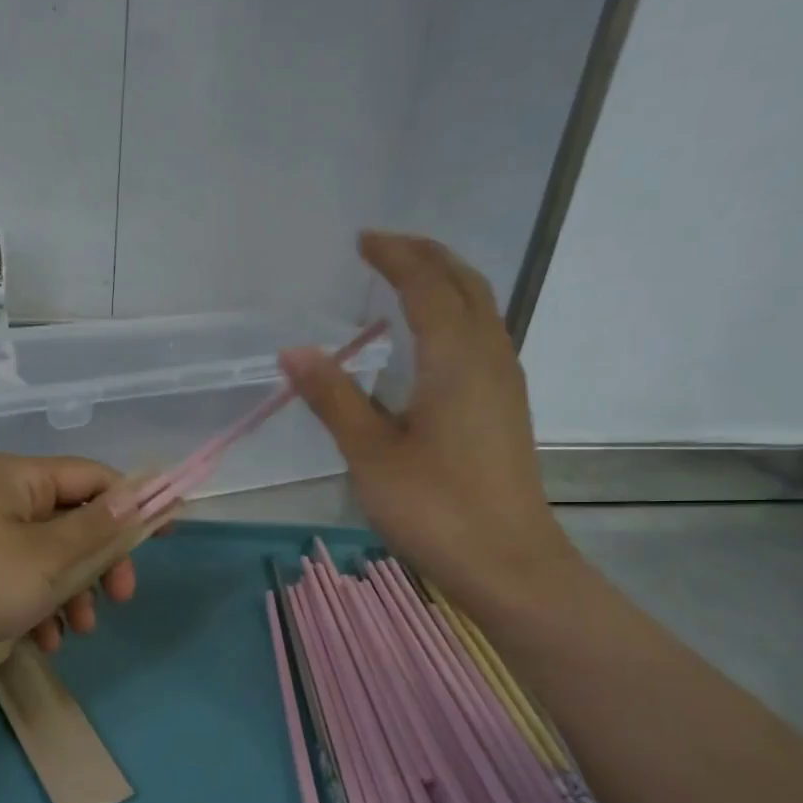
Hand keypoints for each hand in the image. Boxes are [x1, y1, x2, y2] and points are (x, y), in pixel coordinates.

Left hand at [0, 454, 147, 662]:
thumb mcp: (46, 558)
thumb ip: (100, 528)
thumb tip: (148, 493)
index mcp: (20, 478)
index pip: (95, 478)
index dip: (134, 505)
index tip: (165, 538)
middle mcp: (4, 499)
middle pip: (75, 520)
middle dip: (101, 561)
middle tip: (120, 598)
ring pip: (52, 557)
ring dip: (73, 592)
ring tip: (78, 630)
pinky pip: (23, 582)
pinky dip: (40, 607)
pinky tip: (44, 640)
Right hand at [280, 231, 578, 606]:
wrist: (508, 562)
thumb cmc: (435, 507)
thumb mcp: (371, 453)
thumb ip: (333, 397)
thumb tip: (294, 351)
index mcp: (456, 358)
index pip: (426, 285)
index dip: (395, 256)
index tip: (363, 240)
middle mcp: (489, 356)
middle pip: (466, 284)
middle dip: (427, 257)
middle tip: (386, 248)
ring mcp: (504, 382)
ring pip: (481, 309)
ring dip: (446, 283)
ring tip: (407, 281)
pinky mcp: (506, 408)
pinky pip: (483, 336)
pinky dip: (456, 315)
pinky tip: (431, 341)